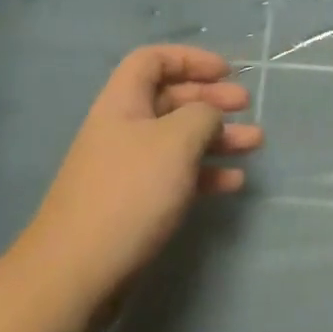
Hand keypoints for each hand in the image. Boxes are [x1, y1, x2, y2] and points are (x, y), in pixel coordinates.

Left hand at [5, 46, 262, 331]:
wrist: (77, 272)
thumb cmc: (130, 193)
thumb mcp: (176, 141)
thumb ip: (202, 116)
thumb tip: (210, 115)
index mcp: (123, 103)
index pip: (152, 60)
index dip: (190, 59)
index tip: (226, 72)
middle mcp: (123, 129)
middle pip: (170, 99)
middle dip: (211, 98)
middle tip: (247, 105)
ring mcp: (128, 168)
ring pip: (178, 139)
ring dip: (217, 137)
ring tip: (255, 143)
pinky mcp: (135, 204)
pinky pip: (176, 175)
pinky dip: (205, 173)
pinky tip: (233, 183)